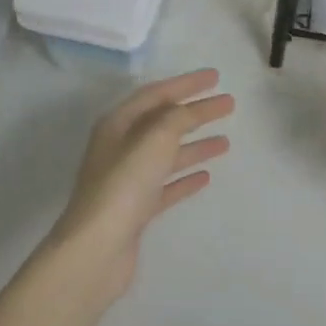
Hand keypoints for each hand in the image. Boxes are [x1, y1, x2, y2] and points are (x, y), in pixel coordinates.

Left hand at [47, 69, 233, 295]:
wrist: (97, 248)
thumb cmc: (124, 185)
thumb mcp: (154, 139)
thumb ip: (175, 119)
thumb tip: (187, 111)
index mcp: (118, 124)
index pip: (156, 94)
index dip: (186, 83)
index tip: (216, 77)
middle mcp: (120, 147)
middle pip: (164, 122)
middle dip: (196, 112)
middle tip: (228, 104)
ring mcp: (127, 180)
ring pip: (167, 154)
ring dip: (195, 144)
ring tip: (225, 141)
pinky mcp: (136, 209)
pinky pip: (166, 185)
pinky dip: (185, 178)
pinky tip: (205, 176)